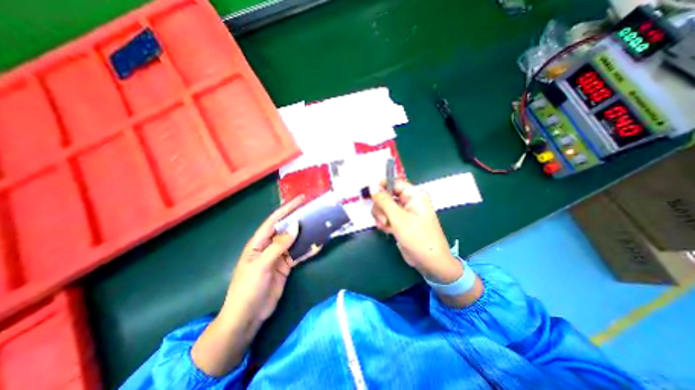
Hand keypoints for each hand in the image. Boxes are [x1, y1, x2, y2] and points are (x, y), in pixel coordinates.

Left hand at [223, 196, 309, 325]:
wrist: (248, 316)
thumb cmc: (248, 288)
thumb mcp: (262, 265)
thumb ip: (279, 245)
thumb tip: (295, 226)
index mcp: (259, 242)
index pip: (274, 221)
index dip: (287, 209)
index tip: (301, 200)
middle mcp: (269, 246)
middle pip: (286, 229)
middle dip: (299, 219)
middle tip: (314, 211)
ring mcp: (279, 256)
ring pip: (294, 241)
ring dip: (305, 234)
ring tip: (319, 224)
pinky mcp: (286, 266)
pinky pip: (298, 254)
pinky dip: (308, 250)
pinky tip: (317, 245)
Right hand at [368, 179, 460, 282]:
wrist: (429, 262)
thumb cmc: (418, 238)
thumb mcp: (399, 218)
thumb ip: (384, 201)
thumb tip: (372, 185)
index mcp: (414, 195)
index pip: (394, 182)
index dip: (381, 186)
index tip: (369, 193)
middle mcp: (409, 201)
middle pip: (387, 195)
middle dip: (381, 207)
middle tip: (383, 219)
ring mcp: (405, 212)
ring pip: (385, 206)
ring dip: (381, 216)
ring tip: (385, 226)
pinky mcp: (401, 221)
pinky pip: (387, 216)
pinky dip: (384, 222)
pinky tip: (387, 230)